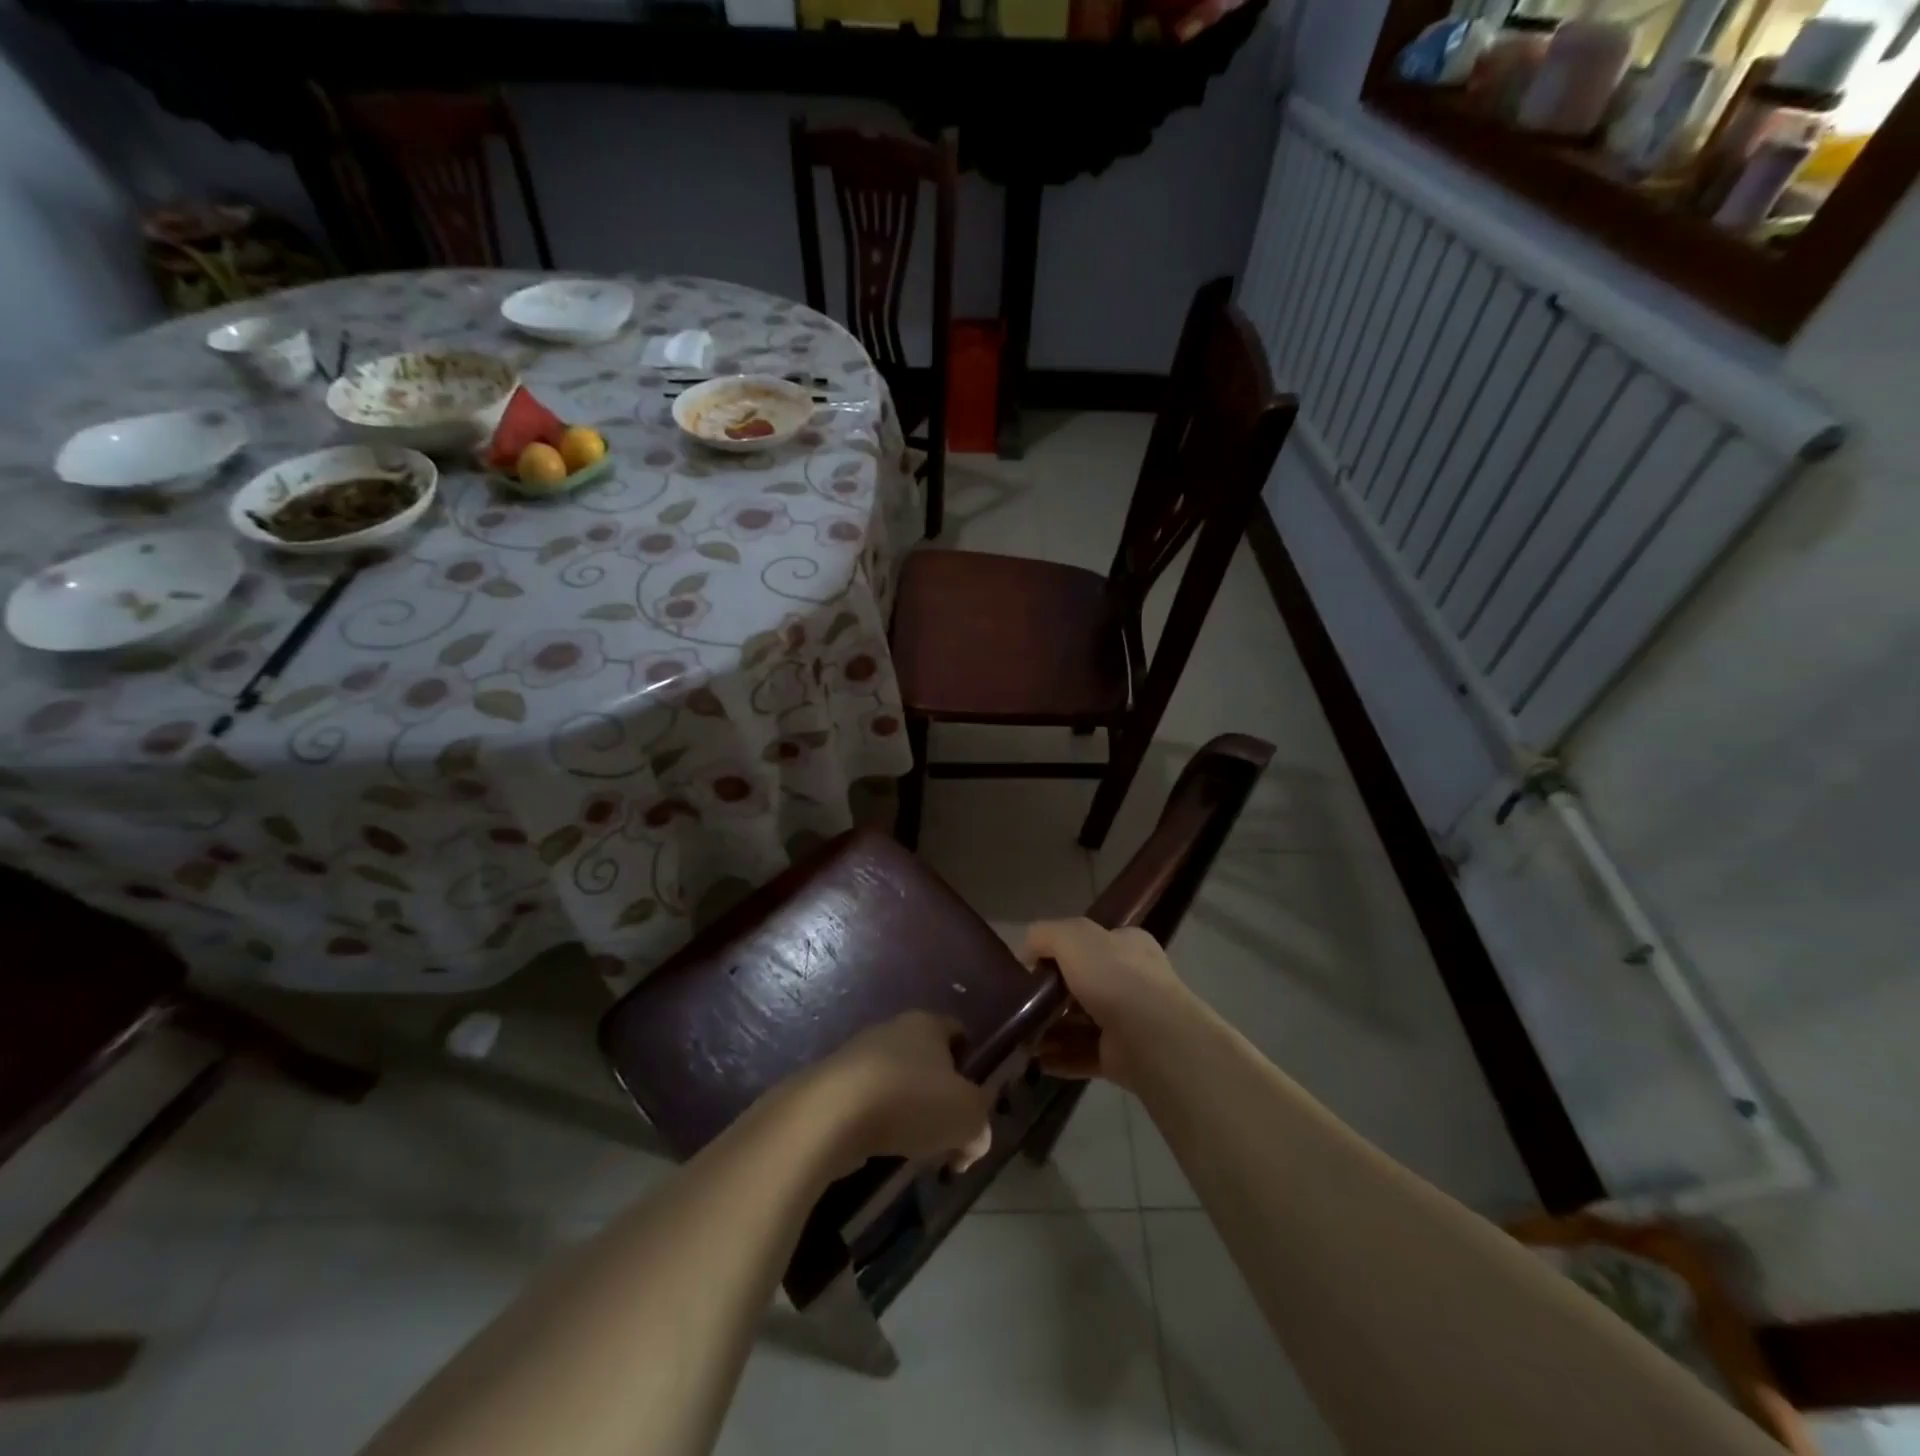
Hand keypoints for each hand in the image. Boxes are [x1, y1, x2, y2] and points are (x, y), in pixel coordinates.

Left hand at [804, 1012, 993, 1174]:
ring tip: (916, 1151)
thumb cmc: (910, 1101)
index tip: (974, 1102)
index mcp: (927, 1023)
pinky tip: (882, 1152)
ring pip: (897, 1085)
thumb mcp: (966, 1115)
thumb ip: (980, 1122)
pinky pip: (868, 1105)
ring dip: (909, 1115)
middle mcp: (892, 1030)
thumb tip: (975, 1137)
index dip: (971, 1065)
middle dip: (939, 1099)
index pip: (958, 1033)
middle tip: (949, 1137)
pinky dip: (879, 1126)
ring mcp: (858, 1056)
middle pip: (927, 1062)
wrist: (831, 1115)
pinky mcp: (832, 1086)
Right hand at [1022, 919, 1194, 1089]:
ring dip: (1051, 1029)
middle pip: (1083, 984)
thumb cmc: (1114, 977)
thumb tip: (1026, 950)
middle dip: (1051, 995)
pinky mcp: (1122, 1058)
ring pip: (1081, 1022)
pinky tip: (1035, 1061)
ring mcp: (1129, 1021)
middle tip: (1021, 1003)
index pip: (1091, 942)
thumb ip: (1045, 934)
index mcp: (1127, 945)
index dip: (1060, 951)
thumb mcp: (1072, 937)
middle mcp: (1132, 980)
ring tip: (1021, 1036)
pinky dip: (1060, 1057)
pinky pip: (1083, 1055)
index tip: (1033, 966)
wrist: (1153, 1038)